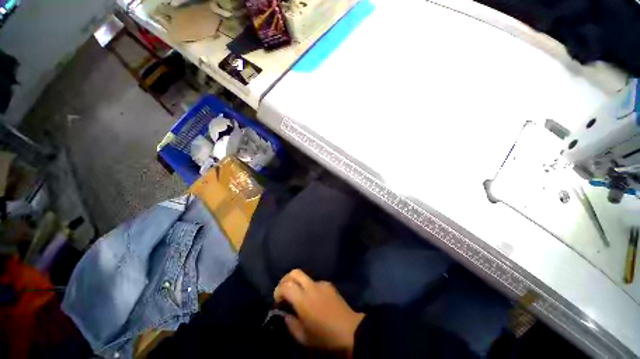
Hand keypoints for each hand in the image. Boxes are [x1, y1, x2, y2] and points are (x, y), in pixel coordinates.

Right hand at [274, 269, 364, 353]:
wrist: (349, 329)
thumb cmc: (324, 336)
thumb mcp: (303, 337)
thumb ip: (290, 324)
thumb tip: (285, 314)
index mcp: (303, 300)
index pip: (286, 286)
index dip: (278, 290)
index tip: (277, 299)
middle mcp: (311, 287)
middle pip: (295, 272)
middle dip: (286, 278)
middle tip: (283, 289)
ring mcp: (321, 283)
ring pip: (305, 276)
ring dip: (298, 282)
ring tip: (297, 295)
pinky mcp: (328, 284)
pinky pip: (315, 281)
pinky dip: (309, 287)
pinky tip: (312, 298)